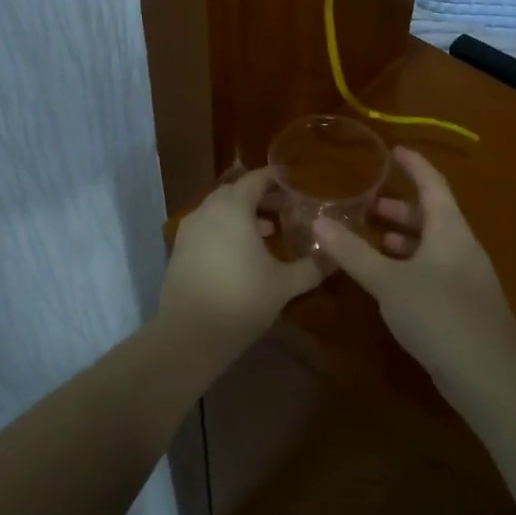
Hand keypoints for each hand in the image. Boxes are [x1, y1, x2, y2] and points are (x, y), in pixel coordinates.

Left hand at [157, 167, 324, 354]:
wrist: (188, 335)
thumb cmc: (241, 300)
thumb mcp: (284, 284)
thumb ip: (312, 267)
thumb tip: (336, 257)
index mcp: (232, 209)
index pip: (256, 180)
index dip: (277, 179)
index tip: (296, 182)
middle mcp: (207, 212)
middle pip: (235, 192)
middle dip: (260, 197)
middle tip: (286, 207)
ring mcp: (189, 231)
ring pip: (219, 211)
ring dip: (243, 214)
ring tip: (269, 230)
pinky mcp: (179, 251)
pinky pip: (207, 228)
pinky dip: (226, 230)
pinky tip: (242, 252)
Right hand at [311, 147, 515, 382]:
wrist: (487, 372)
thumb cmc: (438, 313)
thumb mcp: (389, 281)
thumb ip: (354, 253)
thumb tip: (319, 222)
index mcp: (450, 229)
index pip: (433, 184)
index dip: (414, 165)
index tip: (394, 151)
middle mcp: (460, 247)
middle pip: (432, 215)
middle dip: (401, 207)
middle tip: (368, 203)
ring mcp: (464, 277)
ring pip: (431, 246)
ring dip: (403, 238)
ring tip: (372, 236)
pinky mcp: (460, 304)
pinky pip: (431, 270)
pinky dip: (408, 265)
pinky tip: (388, 279)